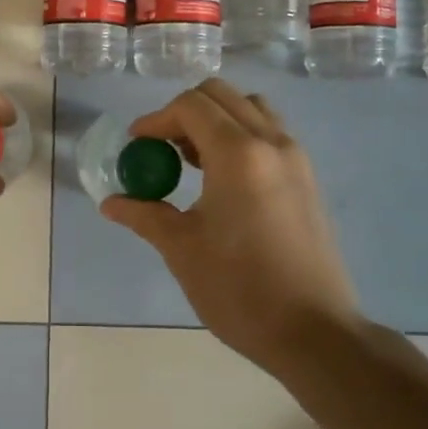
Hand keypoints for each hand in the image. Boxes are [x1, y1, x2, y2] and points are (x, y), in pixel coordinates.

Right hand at [101, 80, 360, 378]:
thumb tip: (111, 203)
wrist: (315, 333)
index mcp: (238, 154)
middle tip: (162, 148)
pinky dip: (240, 135)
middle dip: (183, 112)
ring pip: (250, 108)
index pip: (190, 105)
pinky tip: (222, 179)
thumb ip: (145, 214)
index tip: (136, 146)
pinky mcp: (308, 177)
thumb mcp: (182, 249)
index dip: (156, 119)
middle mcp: (271, 142)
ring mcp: (296, 157)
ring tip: (192, 159)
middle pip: (221, 95)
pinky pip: (269, 132)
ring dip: (215, 119)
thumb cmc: (240, 290)